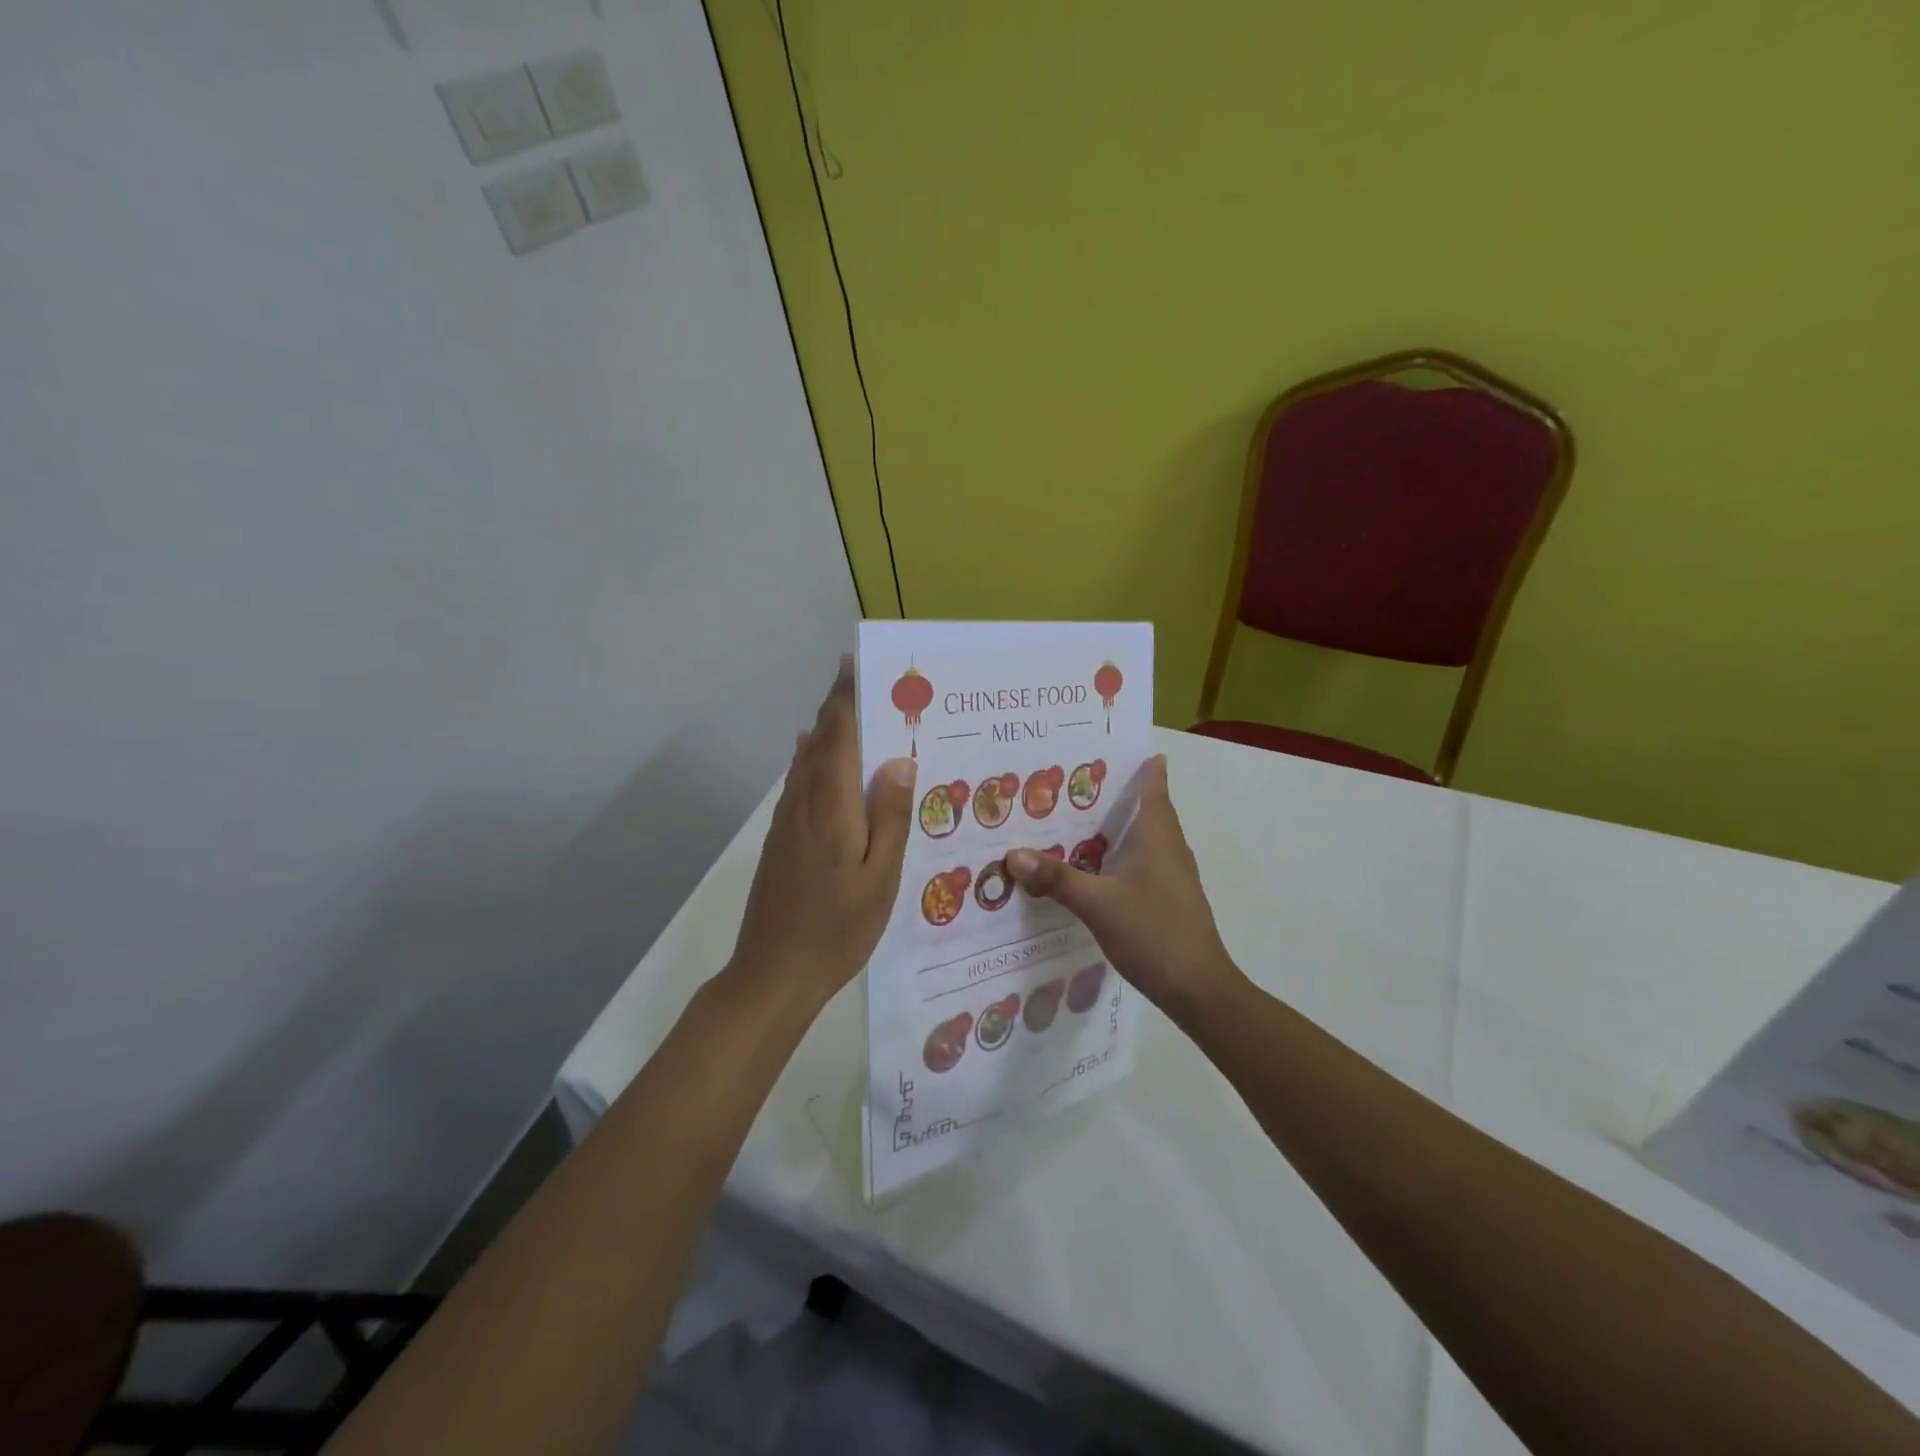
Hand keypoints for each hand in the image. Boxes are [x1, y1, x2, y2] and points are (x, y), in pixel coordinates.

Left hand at [731, 657, 916, 1009]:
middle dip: (837, 708)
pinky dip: (813, 760)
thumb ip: (890, 816)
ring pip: (805, 761)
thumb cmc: (838, 927)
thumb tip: (899, 759)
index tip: (855, 666)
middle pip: (818, 742)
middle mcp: (803, 803)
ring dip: (826, 732)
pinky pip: (799, 784)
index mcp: (831, 806)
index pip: (837, 736)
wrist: (773, 972)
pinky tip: (823, 763)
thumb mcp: (880, 877)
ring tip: (853, 714)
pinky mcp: (780, 840)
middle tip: (868, 685)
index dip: (845, 698)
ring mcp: (786, 822)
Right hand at [1006, 755, 1240, 1022]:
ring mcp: (1172, 874)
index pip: (1154, 786)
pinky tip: (1092, 868)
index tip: (1115, 745)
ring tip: (1074, 819)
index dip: (1142, 764)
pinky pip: (1141, 861)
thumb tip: (1013, 854)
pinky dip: (1119, 854)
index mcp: (1157, 836)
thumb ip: (1057, 879)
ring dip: (1116, 825)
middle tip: (1073, 780)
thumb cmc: (1153, 933)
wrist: (1198, 989)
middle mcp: (1169, 847)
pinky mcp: (1168, 897)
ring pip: (1142, 837)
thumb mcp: (1097, 905)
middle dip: (1115, 792)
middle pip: (1146, 808)